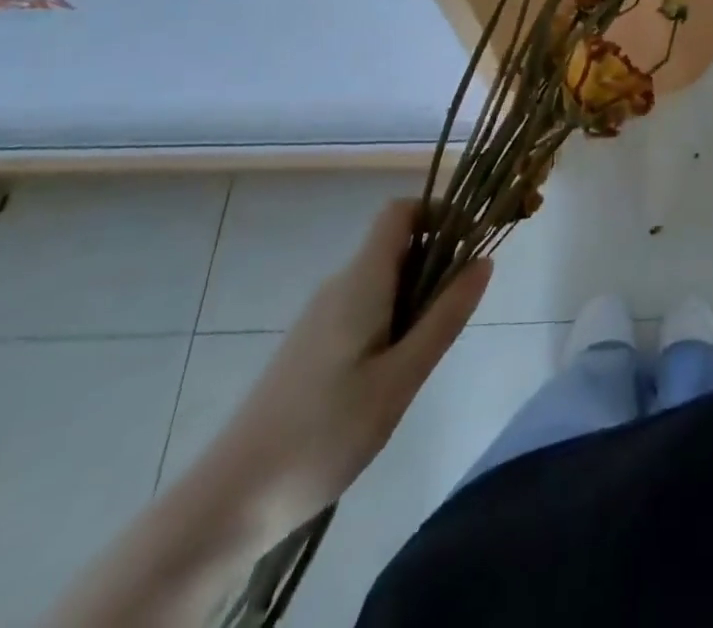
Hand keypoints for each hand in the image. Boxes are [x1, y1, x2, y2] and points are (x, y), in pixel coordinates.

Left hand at [206, 198, 491, 527]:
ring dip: (416, 298)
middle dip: (436, 265)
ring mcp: (320, 317)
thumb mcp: (400, 378)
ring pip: (383, 282)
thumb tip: (484, 260)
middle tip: (455, 317)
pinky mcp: (310, 347)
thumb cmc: (323, 433)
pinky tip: (389, 378)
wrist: (228, 502)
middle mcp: (339, 286)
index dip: (439, 213)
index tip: (470, 246)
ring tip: (423, 357)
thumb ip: (445, 317)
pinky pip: (364, 309)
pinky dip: (392, 322)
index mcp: (361, 281)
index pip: (401, 212)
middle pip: (397, 246)